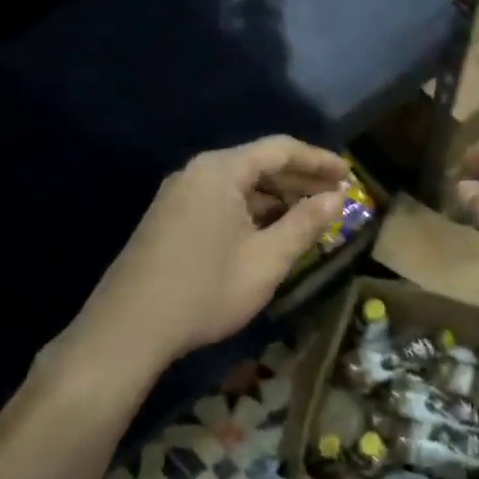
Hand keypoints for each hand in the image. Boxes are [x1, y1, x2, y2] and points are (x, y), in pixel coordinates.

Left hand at [78, 137, 348, 368]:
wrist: (129, 328)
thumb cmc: (206, 290)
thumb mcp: (267, 259)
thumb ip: (305, 224)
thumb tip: (337, 199)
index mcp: (220, 171)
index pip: (280, 150)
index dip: (319, 161)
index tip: (349, 175)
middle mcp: (196, 173)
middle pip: (258, 164)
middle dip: (299, 180)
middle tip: (335, 199)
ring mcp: (178, 196)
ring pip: (239, 186)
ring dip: (276, 199)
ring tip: (310, 218)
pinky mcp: (169, 219)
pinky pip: (221, 202)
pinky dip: (252, 212)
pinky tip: (270, 233)